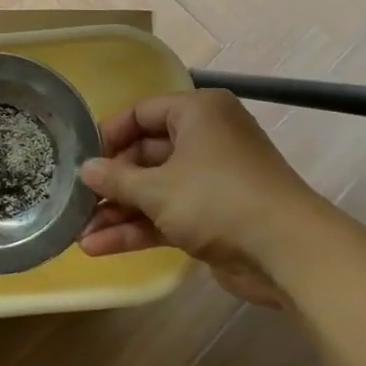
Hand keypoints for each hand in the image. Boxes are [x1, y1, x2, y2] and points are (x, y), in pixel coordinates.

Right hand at [77, 89, 334, 303]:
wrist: (288, 253)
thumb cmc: (218, 200)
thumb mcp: (157, 188)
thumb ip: (116, 179)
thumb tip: (86, 171)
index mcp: (198, 113)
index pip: (142, 112)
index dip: (109, 135)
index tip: (82, 159)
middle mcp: (205, 139)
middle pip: (145, 155)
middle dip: (110, 184)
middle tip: (76, 201)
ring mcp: (210, 180)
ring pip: (154, 190)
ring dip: (118, 212)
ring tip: (80, 234)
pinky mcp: (213, 216)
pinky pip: (167, 214)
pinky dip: (138, 228)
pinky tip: (101, 247)